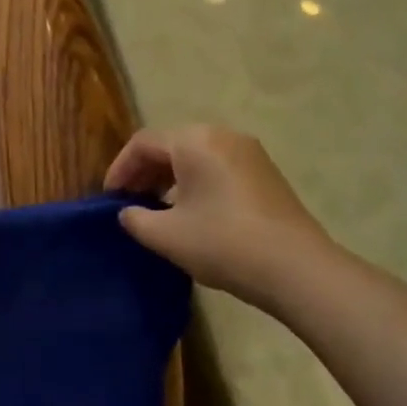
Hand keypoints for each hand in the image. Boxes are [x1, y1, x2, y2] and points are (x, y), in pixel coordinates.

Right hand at [106, 124, 333, 311]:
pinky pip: (218, 168)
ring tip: (157, 210)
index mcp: (195, 141)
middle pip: (171, 145)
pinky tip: (191, 214)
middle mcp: (222, 136)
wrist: (297, 269)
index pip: (143, 143)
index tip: (109, 199)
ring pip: (195, 156)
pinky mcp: (265, 174)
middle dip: (144, 172)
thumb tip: (128, 212)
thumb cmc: (223, 243)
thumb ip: (136, 219)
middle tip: (129, 203)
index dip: (119, 169)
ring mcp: (249, 153)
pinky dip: (195, 183)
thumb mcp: (166, 236)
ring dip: (169, 179)